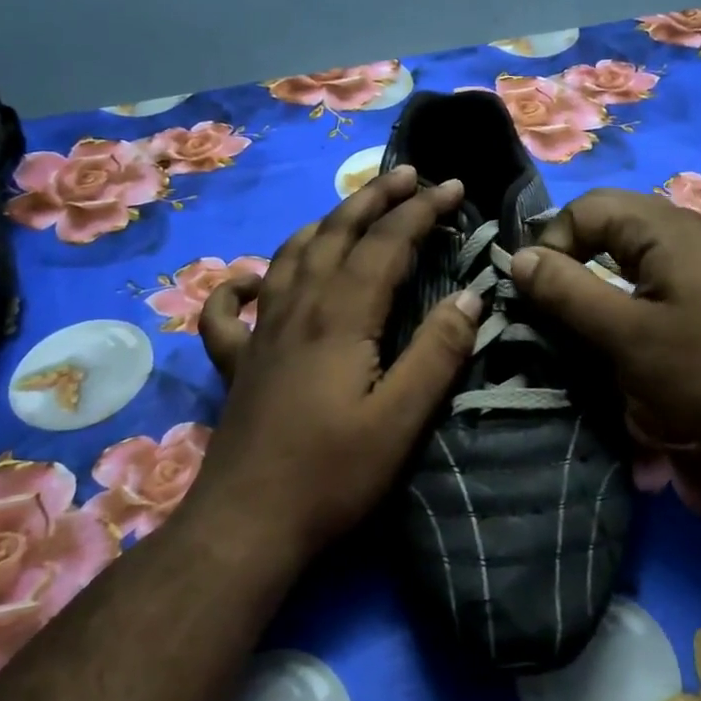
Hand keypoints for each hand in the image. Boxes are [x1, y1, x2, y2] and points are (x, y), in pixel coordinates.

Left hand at [195, 167, 482, 557]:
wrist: (247, 526)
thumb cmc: (332, 475)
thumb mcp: (401, 420)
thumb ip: (438, 353)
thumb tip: (471, 296)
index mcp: (341, 317)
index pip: (386, 244)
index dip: (422, 210)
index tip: (454, 187)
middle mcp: (297, 309)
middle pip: (336, 234)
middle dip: (374, 198)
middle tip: (407, 175)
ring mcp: (261, 334)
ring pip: (290, 256)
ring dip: (325, 224)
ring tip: (351, 209)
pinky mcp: (238, 364)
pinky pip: (229, 311)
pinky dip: (240, 285)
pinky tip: (252, 279)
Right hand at [509, 188, 700, 462]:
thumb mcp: (626, 336)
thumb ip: (567, 292)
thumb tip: (518, 258)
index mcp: (665, 227)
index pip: (585, 208)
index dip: (553, 244)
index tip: (540, 295)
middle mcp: (686, 228)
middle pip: (609, 221)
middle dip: (574, 257)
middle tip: (558, 306)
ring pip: (631, 248)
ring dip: (600, 276)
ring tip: (587, 319)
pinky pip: (655, 270)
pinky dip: (628, 290)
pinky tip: (630, 327)